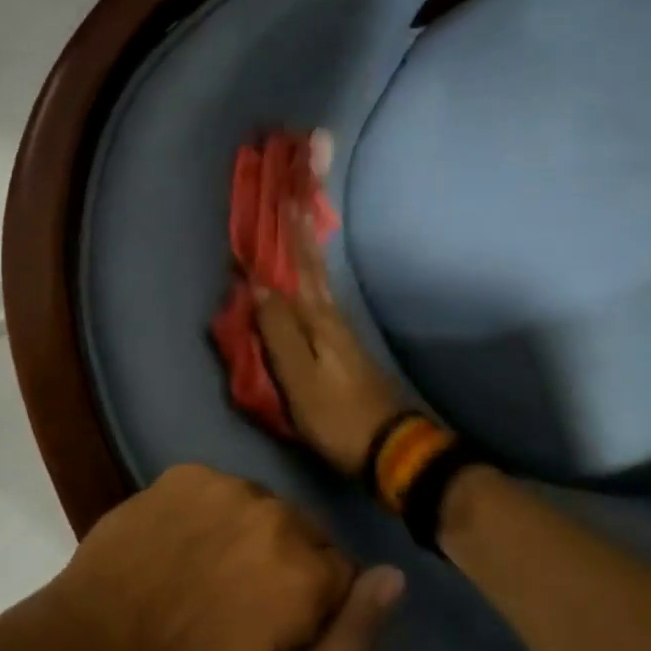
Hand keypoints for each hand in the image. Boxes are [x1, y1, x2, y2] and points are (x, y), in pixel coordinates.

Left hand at [50, 465, 402, 650]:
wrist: (94, 646)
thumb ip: (352, 641)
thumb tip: (394, 577)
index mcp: (307, 569)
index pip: (342, 572)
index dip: (315, 604)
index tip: (280, 627)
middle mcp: (276, 512)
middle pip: (304, 534)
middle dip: (286, 565)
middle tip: (240, 603)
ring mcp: (226, 484)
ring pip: (262, 508)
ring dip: (249, 534)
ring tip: (207, 572)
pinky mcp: (187, 471)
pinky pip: (219, 489)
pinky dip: (210, 513)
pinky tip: (182, 544)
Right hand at [254, 204, 402, 477]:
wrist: (390, 448)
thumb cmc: (337, 415)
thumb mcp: (299, 378)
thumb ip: (278, 332)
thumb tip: (259, 285)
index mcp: (319, 321)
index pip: (298, 270)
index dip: (289, 238)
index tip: (283, 202)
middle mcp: (333, 318)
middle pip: (313, 271)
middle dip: (301, 238)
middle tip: (295, 204)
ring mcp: (343, 334)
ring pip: (320, 284)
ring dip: (308, 257)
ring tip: (299, 234)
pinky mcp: (345, 350)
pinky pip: (322, 303)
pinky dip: (313, 284)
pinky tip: (311, 286)